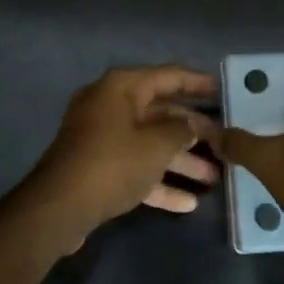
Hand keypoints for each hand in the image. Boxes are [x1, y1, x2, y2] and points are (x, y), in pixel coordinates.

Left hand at [25, 65, 219, 236]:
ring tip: (213, 178)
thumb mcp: (157, 145)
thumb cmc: (113, 163)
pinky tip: (187, 203)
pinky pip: (135, 167)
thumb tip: (190, 127)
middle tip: (223, 143)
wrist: (59, 207)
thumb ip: (181, 131)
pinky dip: (159, 182)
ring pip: (150, 143)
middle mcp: (110, 106)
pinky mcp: (98, 167)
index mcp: (121, 88)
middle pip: (161, 113)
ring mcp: (102, 138)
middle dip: (193, 132)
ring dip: (181, 161)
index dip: (198, 82)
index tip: (224, 90)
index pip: (169, 76)